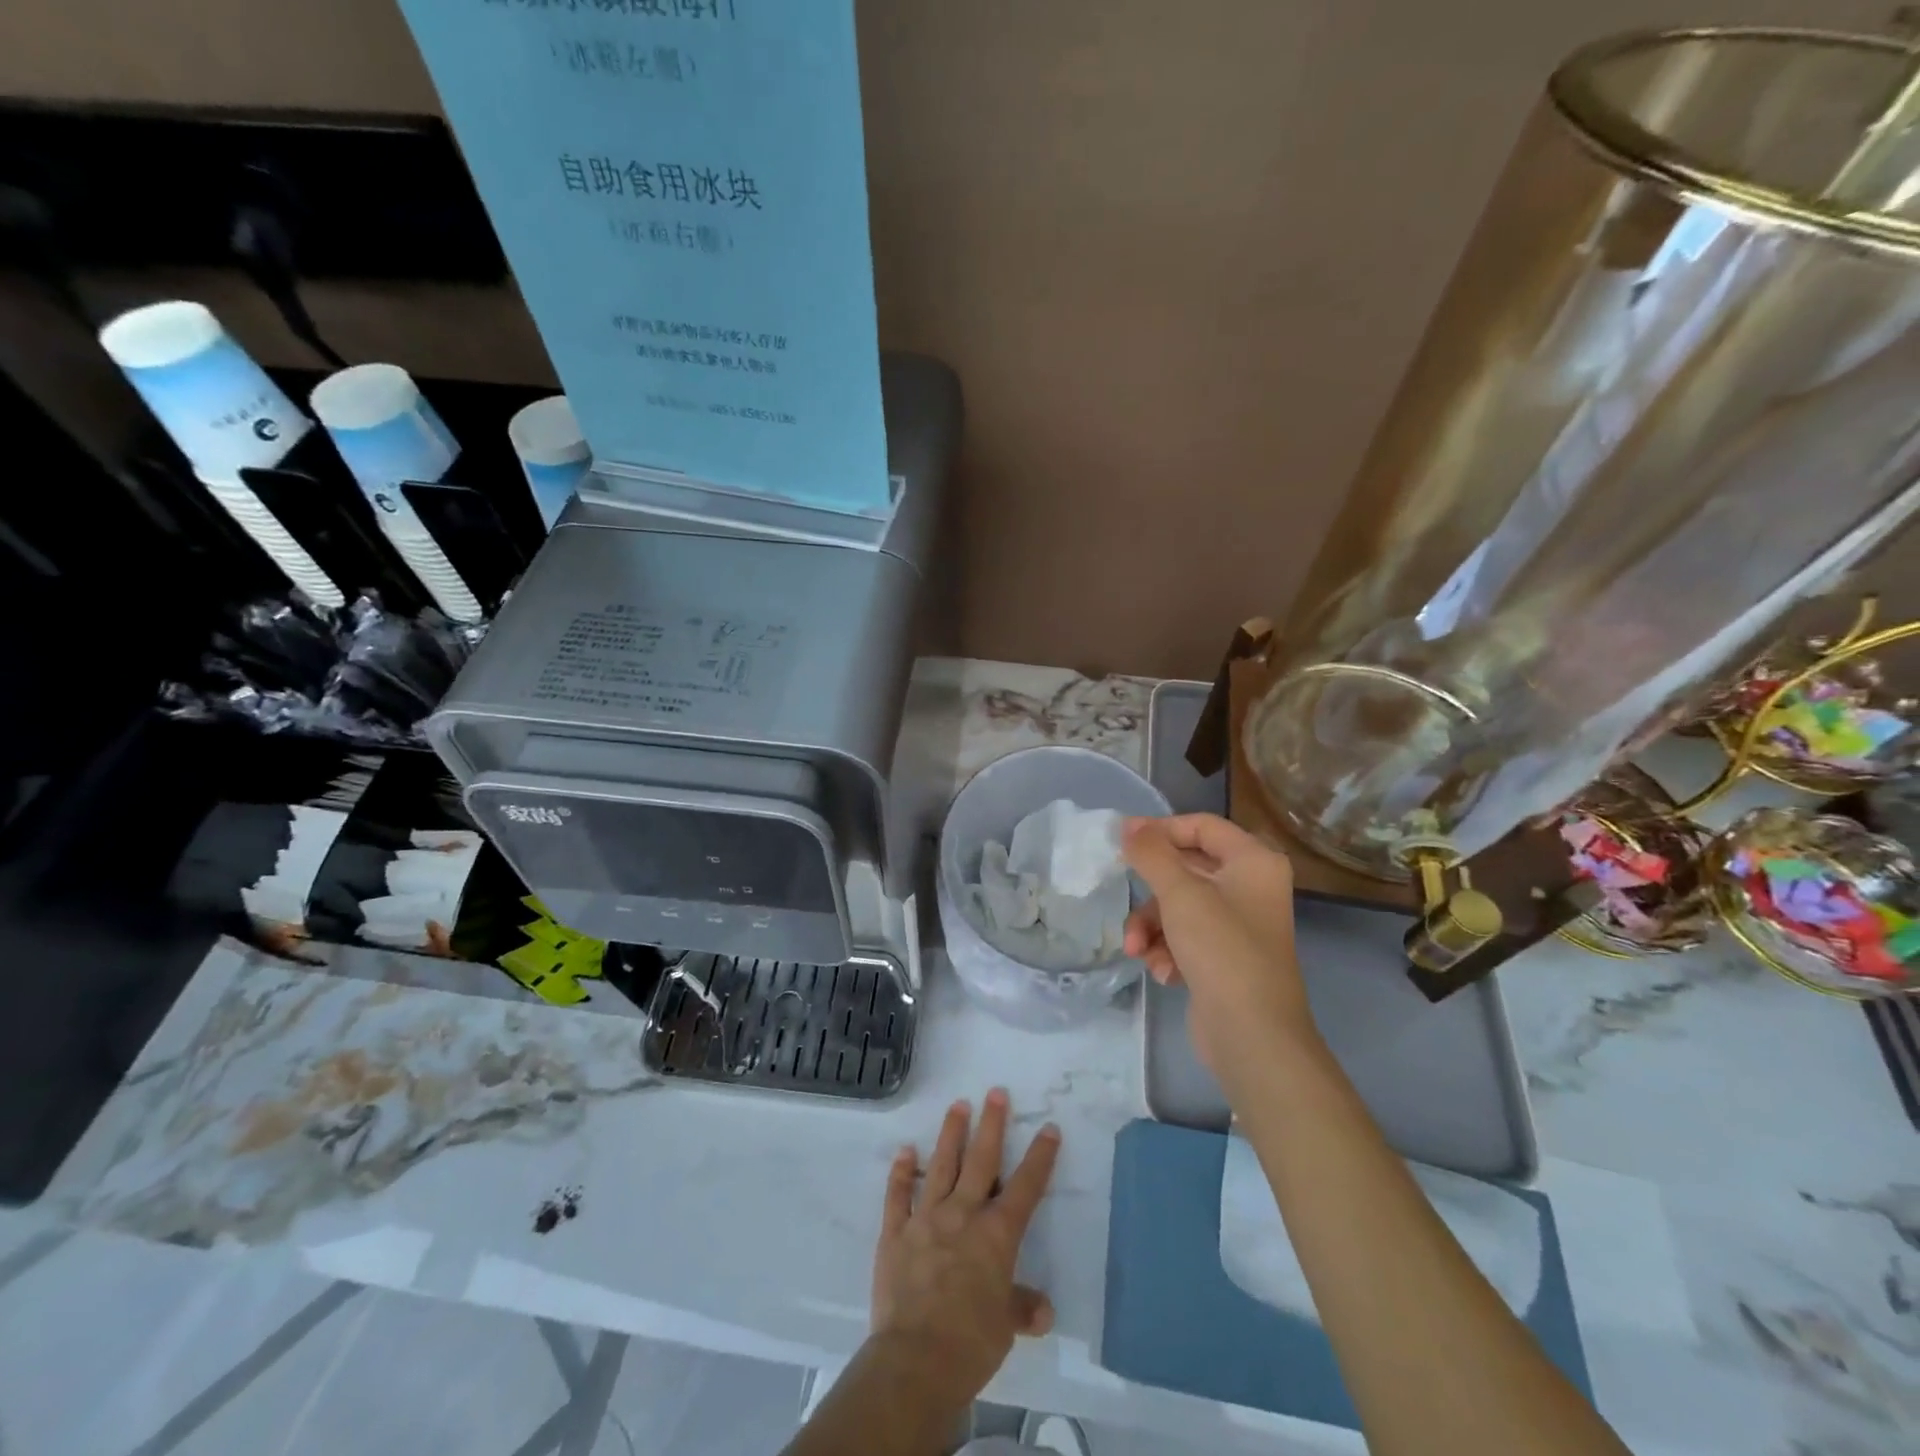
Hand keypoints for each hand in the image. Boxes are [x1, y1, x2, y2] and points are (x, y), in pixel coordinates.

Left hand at [871, 1089, 1060, 1413]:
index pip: (1026, 1188)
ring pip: (941, 1166)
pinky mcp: (895, 1232)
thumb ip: (1021, 1308)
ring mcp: (926, 1218)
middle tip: (995, 1092)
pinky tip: (905, 1151)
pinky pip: (898, 1195)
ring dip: (951, 1134)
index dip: (1039, 1157)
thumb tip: (1042, 1310)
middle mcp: (963, 1214)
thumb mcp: (1006, 1327)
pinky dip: (901, 1172)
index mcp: (996, 1235)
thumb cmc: (971, 1343)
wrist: (916, 1359)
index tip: (1048, 1128)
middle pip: (981, 1161)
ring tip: (958, 1105)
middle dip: (991, 1125)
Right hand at [1122, 814, 1313, 1070]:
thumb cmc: (1221, 950)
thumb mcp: (1180, 893)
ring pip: (1179, 906)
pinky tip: (1163, 972)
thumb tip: (1128, 825)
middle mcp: (1251, 887)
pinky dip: (1168, 949)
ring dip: (1152, 926)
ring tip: (1137, 949)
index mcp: (1254, 862)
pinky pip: (1186, 936)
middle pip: (1186, 868)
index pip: (1201, 825)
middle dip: (1151, 892)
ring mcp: (1238, 925)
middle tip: (1122, 892)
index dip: (1160, 829)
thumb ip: (1151, 853)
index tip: (1122, 840)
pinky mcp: (1225, 957)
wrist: (1253, 1036)